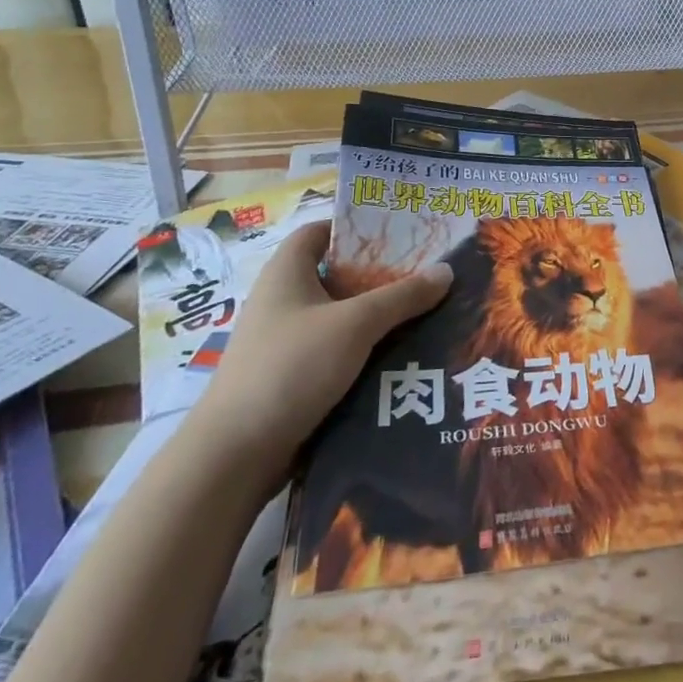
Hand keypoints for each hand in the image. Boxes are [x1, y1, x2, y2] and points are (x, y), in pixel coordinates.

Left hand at [186, 223, 451, 486]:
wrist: (235, 454)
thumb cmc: (291, 368)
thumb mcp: (356, 324)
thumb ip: (403, 296)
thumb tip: (447, 270)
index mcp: (286, 273)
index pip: (319, 231)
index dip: (355, 227)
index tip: (399, 232)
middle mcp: (282, 300)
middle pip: (338, 274)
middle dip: (381, 275)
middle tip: (428, 273)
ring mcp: (285, 341)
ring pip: (341, 316)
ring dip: (379, 317)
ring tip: (428, 313)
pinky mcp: (292, 376)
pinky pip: (337, 351)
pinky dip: (366, 350)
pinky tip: (403, 356)